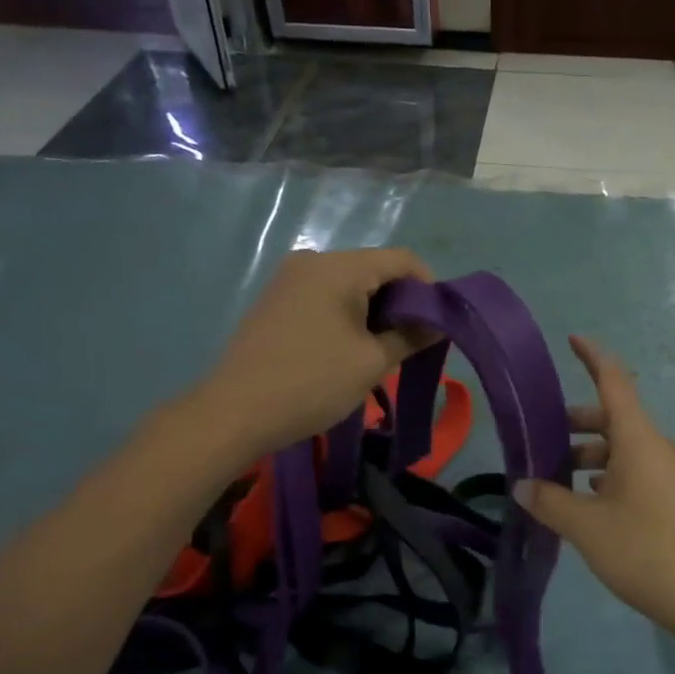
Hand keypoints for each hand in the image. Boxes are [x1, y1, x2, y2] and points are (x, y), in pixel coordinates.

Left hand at [201, 248, 435, 458]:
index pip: (402, 260)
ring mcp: (290, 280)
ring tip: (382, 352)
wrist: (235, 413)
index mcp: (338, 267)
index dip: (429, 288)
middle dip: (401, 303)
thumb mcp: (372, 362)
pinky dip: (348, 316)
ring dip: (375, 313)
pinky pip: (326, 297)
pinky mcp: (276, 301)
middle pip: (375, 269)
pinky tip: (349, 350)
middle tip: (413, 343)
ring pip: (350, 285)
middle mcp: (312, 261)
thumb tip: (438, 324)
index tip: (439, 325)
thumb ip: (411, 336)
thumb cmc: (312, 382)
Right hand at [519, 337, 674, 644]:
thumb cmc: (646, 553)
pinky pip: (636, 472)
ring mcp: (671, 474)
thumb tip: (522, 486)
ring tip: (557, 481)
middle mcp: (658, 448)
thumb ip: (550, 501)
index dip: (593, 356)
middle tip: (542, 439)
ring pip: (624, 449)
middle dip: (577, 423)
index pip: (615, 381)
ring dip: (589, 456)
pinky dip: (608, 476)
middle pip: (614, 418)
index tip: (572, 339)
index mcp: (639, 440)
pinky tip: (588, 503)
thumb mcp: (587, 527)